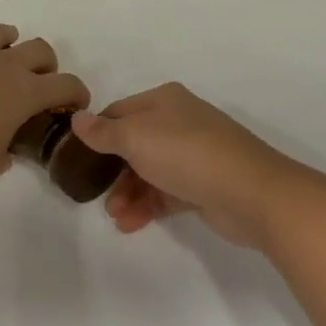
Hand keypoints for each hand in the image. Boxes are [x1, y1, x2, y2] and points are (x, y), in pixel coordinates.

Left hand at [0, 20, 89, 194]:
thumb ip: (6, 154)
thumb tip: (4, 150)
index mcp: (25, 92)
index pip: (67, 84)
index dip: (77, 93)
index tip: (75, 104)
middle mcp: (4, 64)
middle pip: (40, 48)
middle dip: (45, 63)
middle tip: (36, 81)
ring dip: (4, 42)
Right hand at [69, 83, 300, 248]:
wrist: (249, 191)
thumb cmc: (185, 153)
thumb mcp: (135, 137)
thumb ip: (104, 132)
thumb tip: (78, 119)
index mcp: (164, 100)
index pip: (119, 112)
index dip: (97, 133)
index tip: (76, 158)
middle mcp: (179, 121)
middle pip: (134, 143)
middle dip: (113, 170)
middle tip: (98, 195)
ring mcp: (194, 153)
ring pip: (150, 170)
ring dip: (128, 192)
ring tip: (117, 216)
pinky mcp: (204, 184)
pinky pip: (166, 192)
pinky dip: (148, 205)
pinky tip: (131, 224)